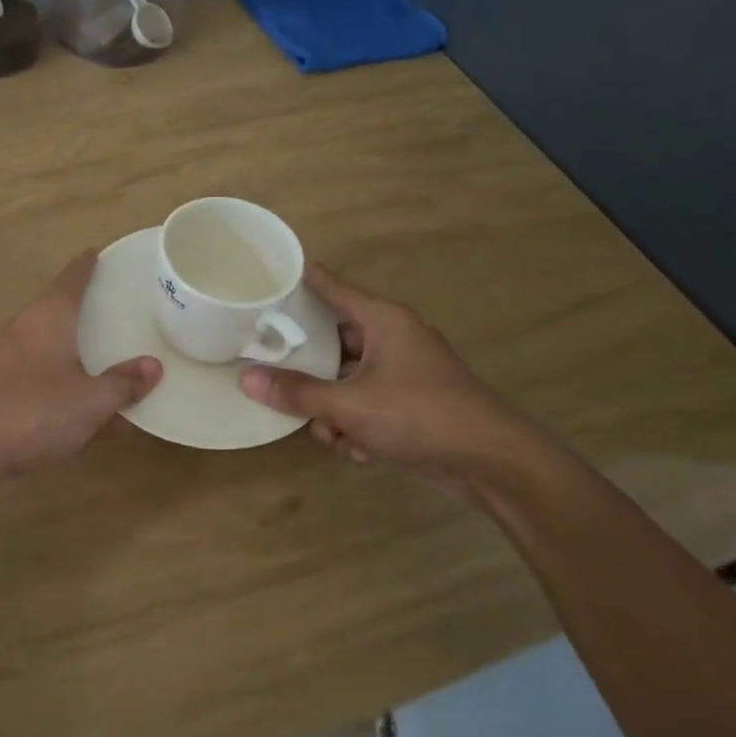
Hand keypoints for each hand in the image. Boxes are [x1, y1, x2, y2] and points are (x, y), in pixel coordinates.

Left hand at [0, 250, 161, 486]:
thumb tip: (152, 366)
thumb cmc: (28, 411)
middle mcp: (25, 332)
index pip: (71, 278)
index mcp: (47, 318)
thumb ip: (122, 384)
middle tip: (120, 311)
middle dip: (87, 313)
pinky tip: (90, 416)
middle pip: (59, 313)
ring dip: (79, 357)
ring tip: (113, 362)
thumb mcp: (88, 401)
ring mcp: (7, 364)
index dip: (87, 265)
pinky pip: (44, 385)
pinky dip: (67, 391)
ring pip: (52, 352)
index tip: (98, 252)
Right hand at [236, 264, 528, 490]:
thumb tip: (246, 379)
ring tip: (332, 433)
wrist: (489, 461)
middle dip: (309, 372)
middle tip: (274, 377)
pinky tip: (361, 450)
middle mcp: (393, 339)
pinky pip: (365, 406)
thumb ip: (297, 392)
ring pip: (346, 381)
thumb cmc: (419, 415)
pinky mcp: (409, 405)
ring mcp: (403, 373)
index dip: (300, 280)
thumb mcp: (349, 405)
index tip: (267, 276)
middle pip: (332, 341)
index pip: (331, 287)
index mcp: (383, 321)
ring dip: (333, 411)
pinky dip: (357, 427)